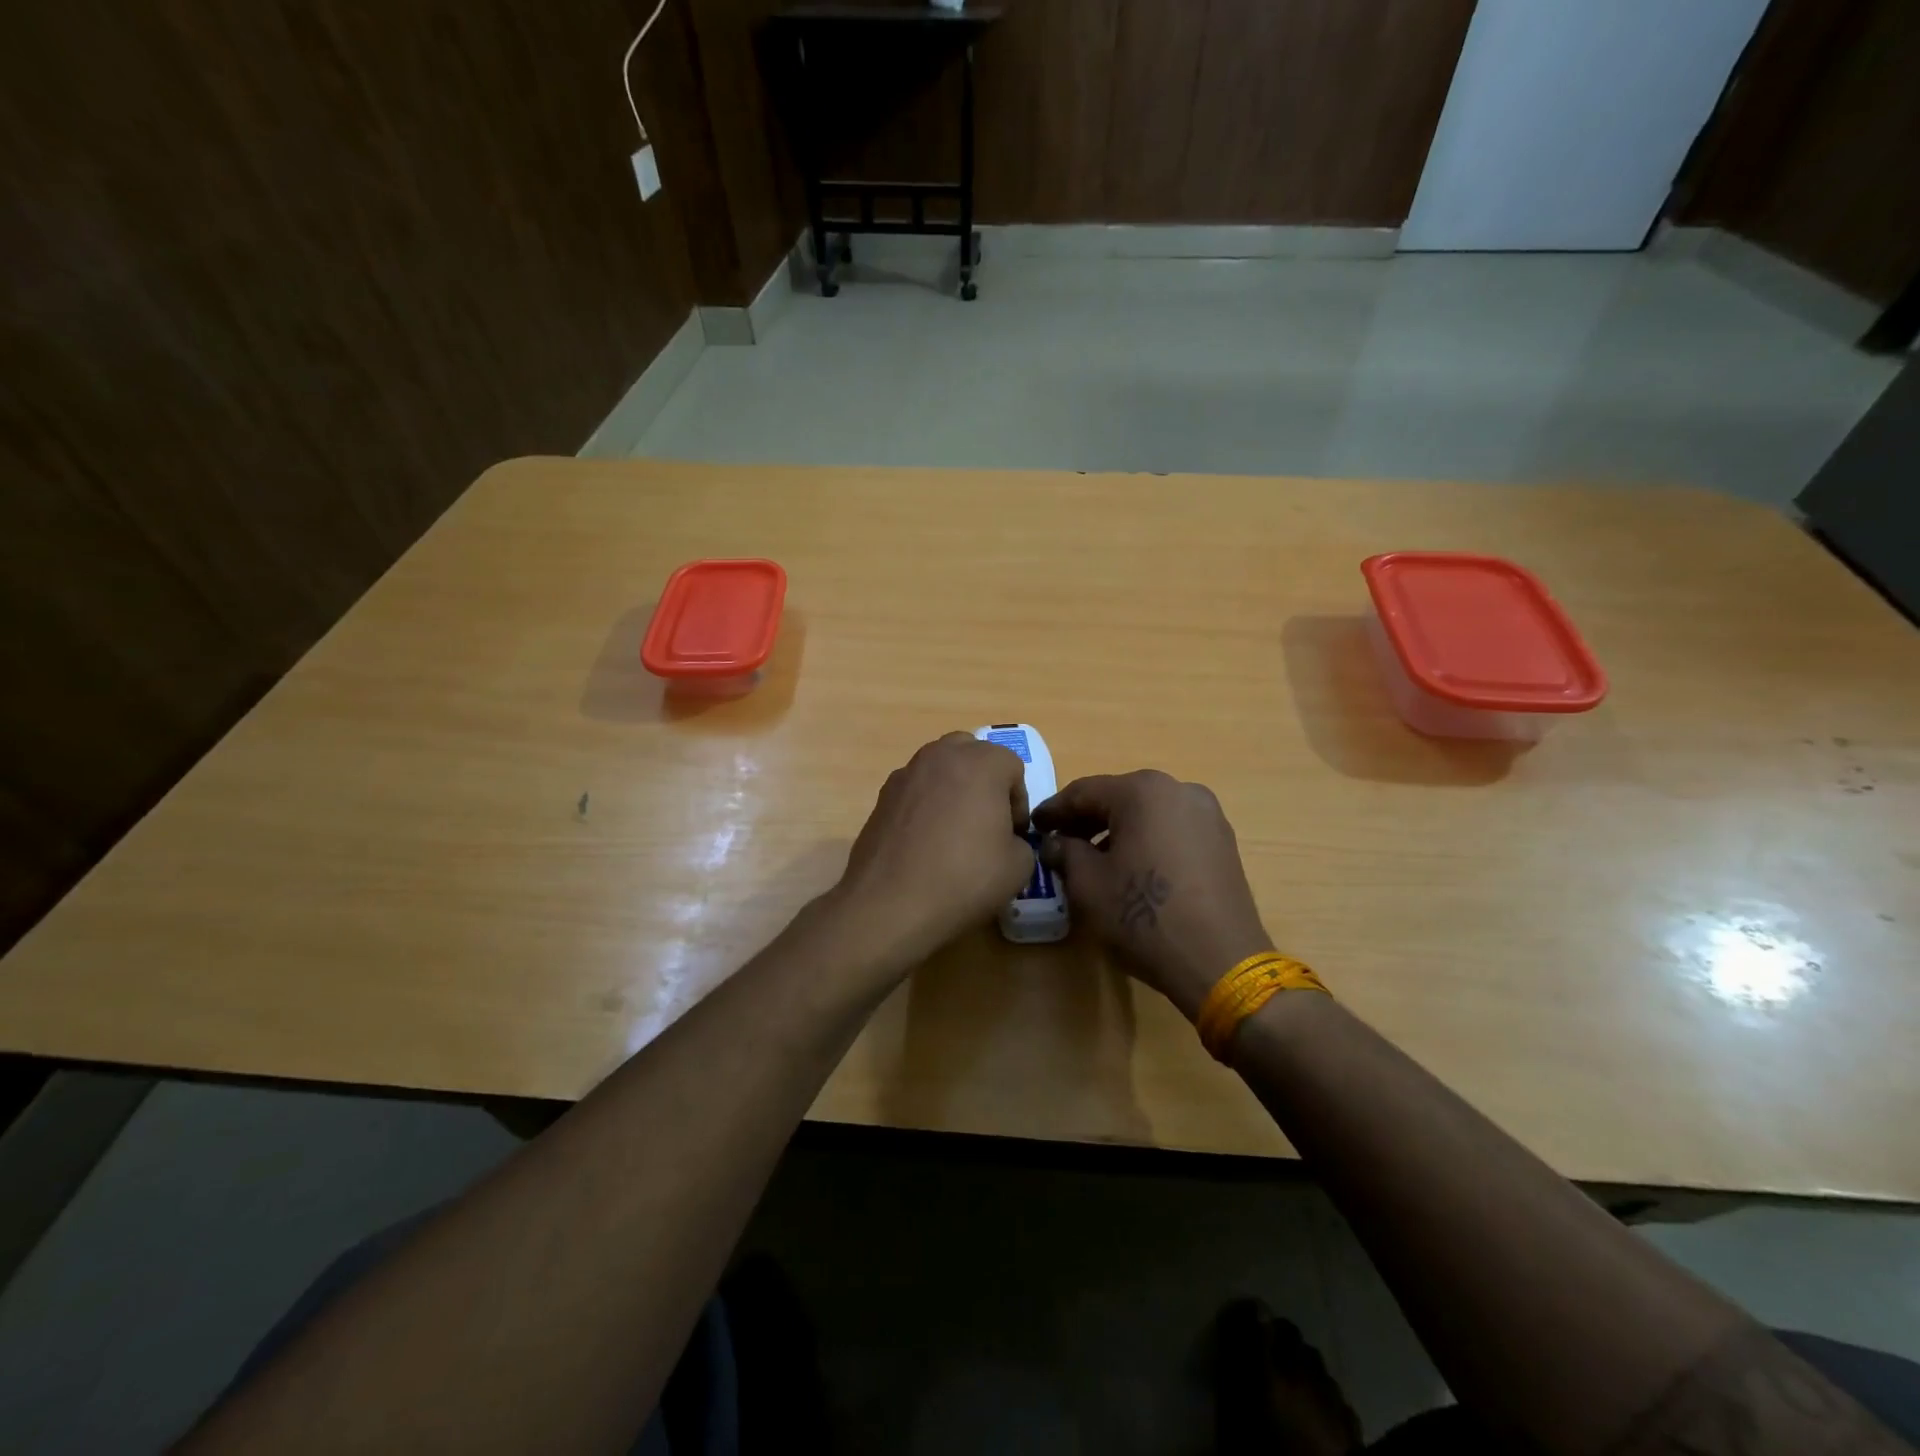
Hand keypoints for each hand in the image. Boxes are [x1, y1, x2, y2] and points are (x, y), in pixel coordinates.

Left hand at [828, 732, 1035, 975]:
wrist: (890, 903)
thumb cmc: (963, 878)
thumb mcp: (1018, 866)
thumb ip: (1020, 841)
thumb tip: (1005, 839)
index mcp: (981, 762)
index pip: (1013, 766)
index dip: (1018, 801)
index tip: (1012, 834)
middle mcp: (941, 756)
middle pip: (972, 753)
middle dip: (984, 781)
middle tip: (986, 821)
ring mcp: (906, 773)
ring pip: (939, 768)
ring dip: (953, 789)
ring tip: (954, 832)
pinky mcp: (881, 796)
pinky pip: (915, 790)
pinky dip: (925, 805)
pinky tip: (924, 843)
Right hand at [1034, 771, 1271, 1020]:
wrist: (1221, 961)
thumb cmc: (1144, 917)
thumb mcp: (1088, 885)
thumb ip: (1065, 853)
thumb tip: (1056, 843)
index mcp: (1143, 791)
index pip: (1084, 792)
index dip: (1054, 810)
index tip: (1033, 826)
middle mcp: (1179, 790)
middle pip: (1119, 798)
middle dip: (1086, 819)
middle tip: (1059, 842)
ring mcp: (1207, 814)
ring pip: (1148, 813)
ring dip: (1117, 830)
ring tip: (1093, 859)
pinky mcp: (1222, 842)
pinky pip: (1172, 830)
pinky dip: (1147, 840)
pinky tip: (1132, 868)